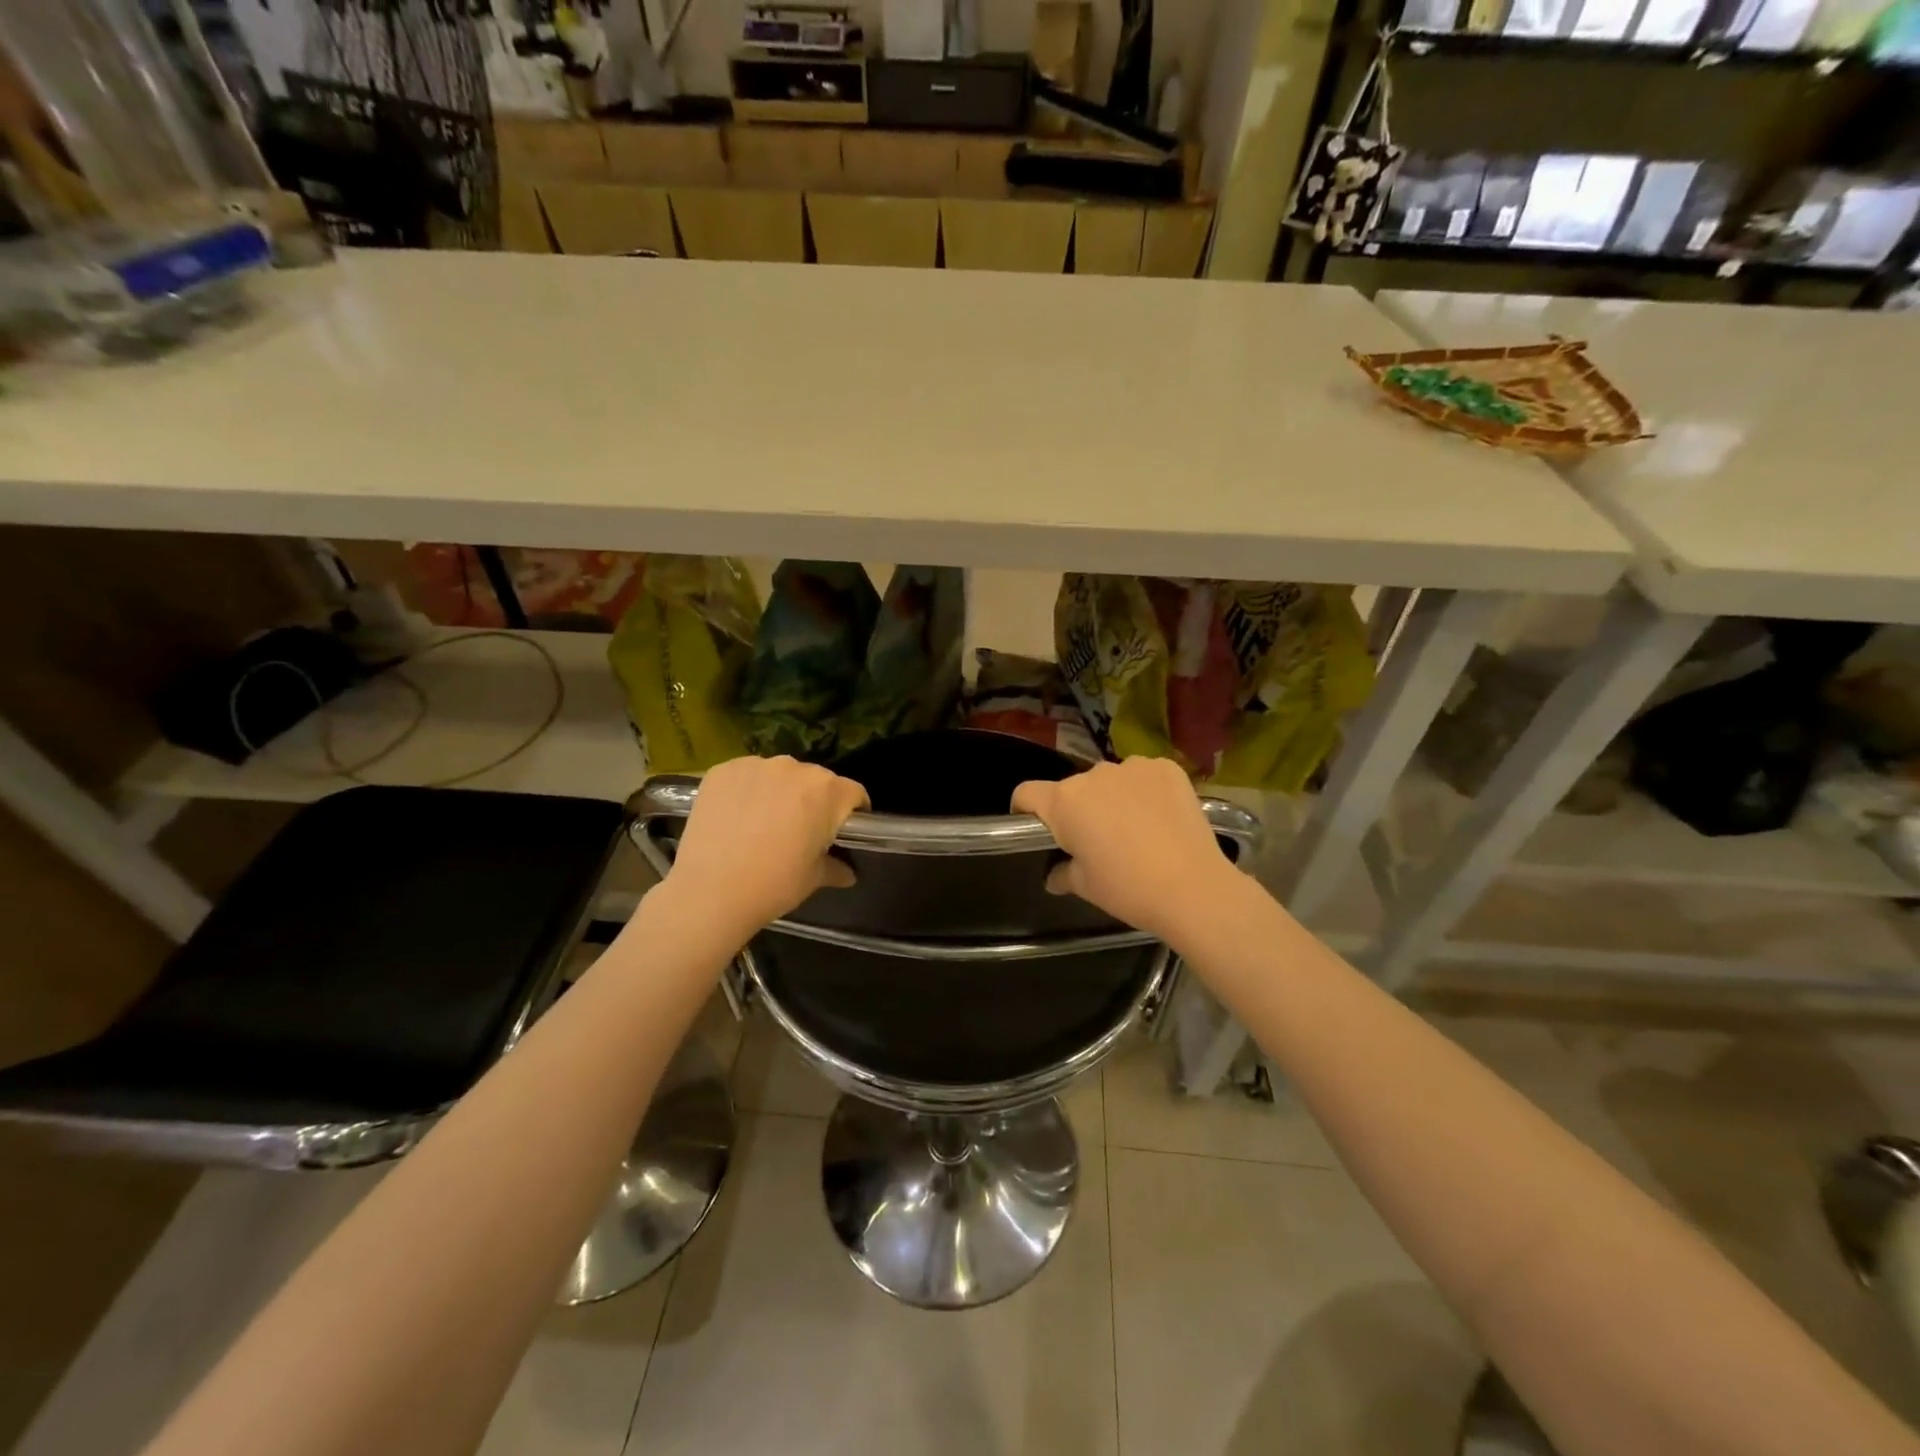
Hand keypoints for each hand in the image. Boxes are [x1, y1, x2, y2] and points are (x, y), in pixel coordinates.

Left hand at [666, 755, 868, 929]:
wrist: (710, 891)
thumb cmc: (774, 884)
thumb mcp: (813, 879)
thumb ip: (836, 868)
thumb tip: (849, 873)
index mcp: (827, 791)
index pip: (853, 792)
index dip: (853, 811)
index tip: (843, 829)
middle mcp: (795, 768)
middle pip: (815, 779)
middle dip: (814, 800)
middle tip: (800, 829)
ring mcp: (756, 765)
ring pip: (779, 774)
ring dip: (779, 792)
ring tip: (763, 822)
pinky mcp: (723, 770)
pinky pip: (746, 775)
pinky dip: (747, 790)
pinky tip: (736, 817)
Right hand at [1011, 757, 1235, 940]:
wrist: (1194, 887)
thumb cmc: (1128, 888)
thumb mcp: (1086, 887)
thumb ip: (1063, 873)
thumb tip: (1055, 875)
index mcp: (1064, 802)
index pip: (1026, 793)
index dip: (1024, 810)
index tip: (1037, 830)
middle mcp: (1093, 775)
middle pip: (1073, 788)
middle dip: (1078, 809)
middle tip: (1096, 841)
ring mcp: (1132, 767)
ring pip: (1110, 780)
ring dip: (1112, 798)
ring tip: (1134, 829)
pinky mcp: (1166, 767)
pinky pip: (1143, 776)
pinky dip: (1145, 791)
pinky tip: (1160, 818)